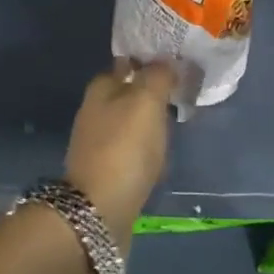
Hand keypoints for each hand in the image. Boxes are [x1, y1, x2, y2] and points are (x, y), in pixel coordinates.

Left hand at [65, 60, 176, 249]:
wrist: (99, 211)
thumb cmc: (124, 147)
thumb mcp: (146, 101)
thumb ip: (158, 76)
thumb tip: (166, 62)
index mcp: (101, 88)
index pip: (127, 64)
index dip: (149, 63)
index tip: (175, 68)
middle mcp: (94, 110)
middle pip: (128, 94)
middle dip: (150, 95)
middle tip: (180, 98)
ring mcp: (96, 142)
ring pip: (129, 123)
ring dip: (149, 125)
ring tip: (173, 129)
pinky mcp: (104, 171)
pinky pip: (130, 152)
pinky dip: (144, 152)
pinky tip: (159, 159)